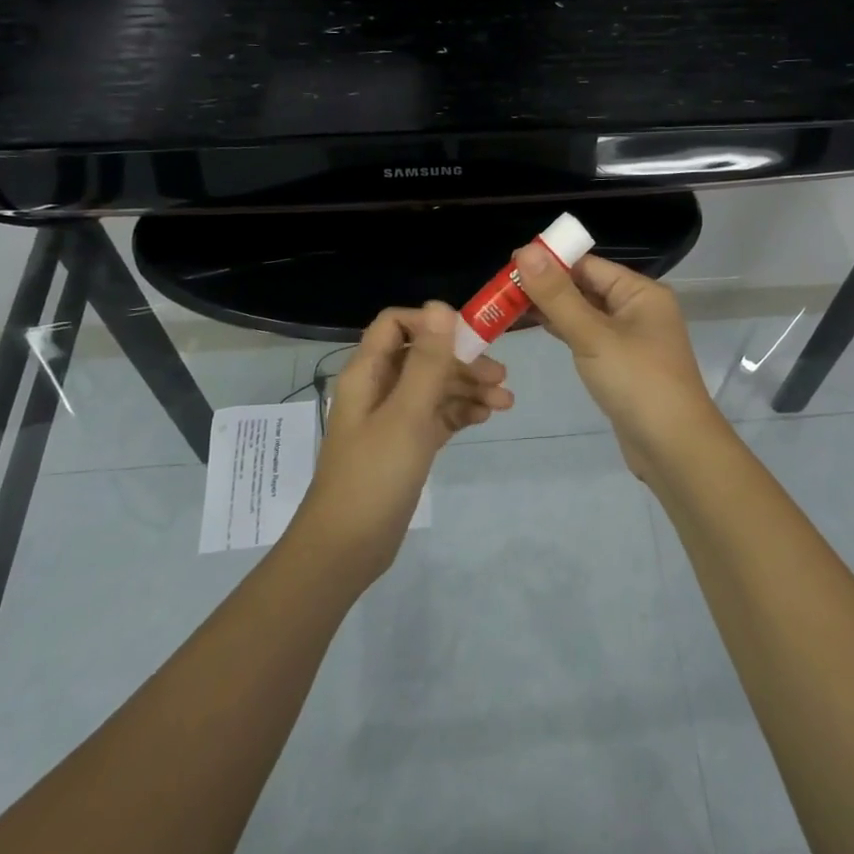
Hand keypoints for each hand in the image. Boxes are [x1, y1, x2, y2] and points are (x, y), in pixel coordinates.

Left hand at [296, 301, 511, 581]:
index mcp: (369, 373)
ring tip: (505, 402)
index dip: (432, 324)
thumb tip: (440, 306)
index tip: (470, 338)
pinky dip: (460, 412)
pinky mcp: (405, 445)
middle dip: (463, 361)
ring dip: (468, 388)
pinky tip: (484, 418)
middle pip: (424, 357)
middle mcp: (379, 388)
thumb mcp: (407, 414)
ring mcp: (392, 418)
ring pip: (434, 387)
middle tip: (501, 377)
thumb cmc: (375, 475)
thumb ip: (427, 361)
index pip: (397, 325)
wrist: (347, 547)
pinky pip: (436, 415)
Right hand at [512, 246, 725, 483]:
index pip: (589, 265)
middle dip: (547, 286)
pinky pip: (588, 337)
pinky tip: (537, 328)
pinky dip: (564, 330)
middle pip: (586, 286)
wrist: (673, 448)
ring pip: (585, 313)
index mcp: (641, 292)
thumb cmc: (637, 382)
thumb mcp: (593, 335)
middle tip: (501, 288)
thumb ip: (557, 295)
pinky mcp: (621, 364)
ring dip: (552, 309)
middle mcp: (638, 309)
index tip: (509, 264)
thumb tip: (526, 250)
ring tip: (509, 305)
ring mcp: (631, 339)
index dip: (550, 262)